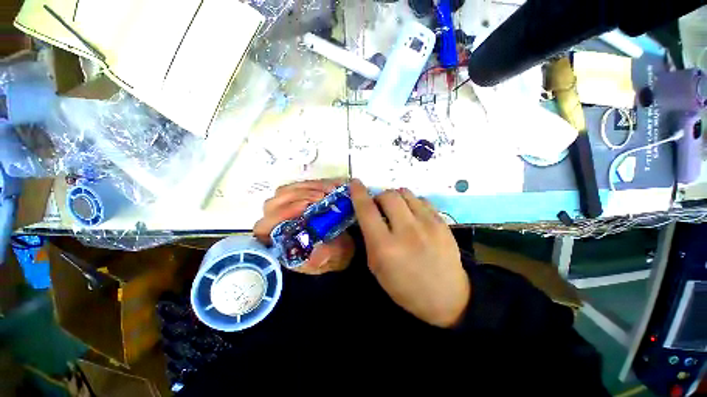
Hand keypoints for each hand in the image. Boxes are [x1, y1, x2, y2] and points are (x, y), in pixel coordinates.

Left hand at [253, 179, 354, 274]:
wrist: (342, 244)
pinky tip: (329, 186)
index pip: (264, 227)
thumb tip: (316, 252)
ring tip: (329, 191)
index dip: (280, 215)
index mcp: (279, 243)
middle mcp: (277, 224)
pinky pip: (299, 186)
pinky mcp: (298, 199)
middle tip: (321, 197)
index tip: (305, 207)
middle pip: (273, 204)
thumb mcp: (330, 259)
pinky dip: (314, 184)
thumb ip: (322, 257)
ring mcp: (286, 209)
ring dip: (307, 188)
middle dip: (297, 197)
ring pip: (285, 191)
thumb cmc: (333, 254)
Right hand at [349, 179, 469, 327]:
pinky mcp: (442, 222)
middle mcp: (406, 231)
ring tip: (398, 210)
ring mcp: (427, 224)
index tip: (354, 182)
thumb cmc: (404, 287)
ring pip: (405, 193)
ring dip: (396, 198)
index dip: (358, 193)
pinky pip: (421, 200)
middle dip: (379, 197)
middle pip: (388, 195)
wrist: (446, 297)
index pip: (367, 210)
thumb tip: (367, 214)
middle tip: (380, 207)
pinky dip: (412, 203)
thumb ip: (369, 238)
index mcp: (385, 246)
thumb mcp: (377, 267)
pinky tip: (413, 215)